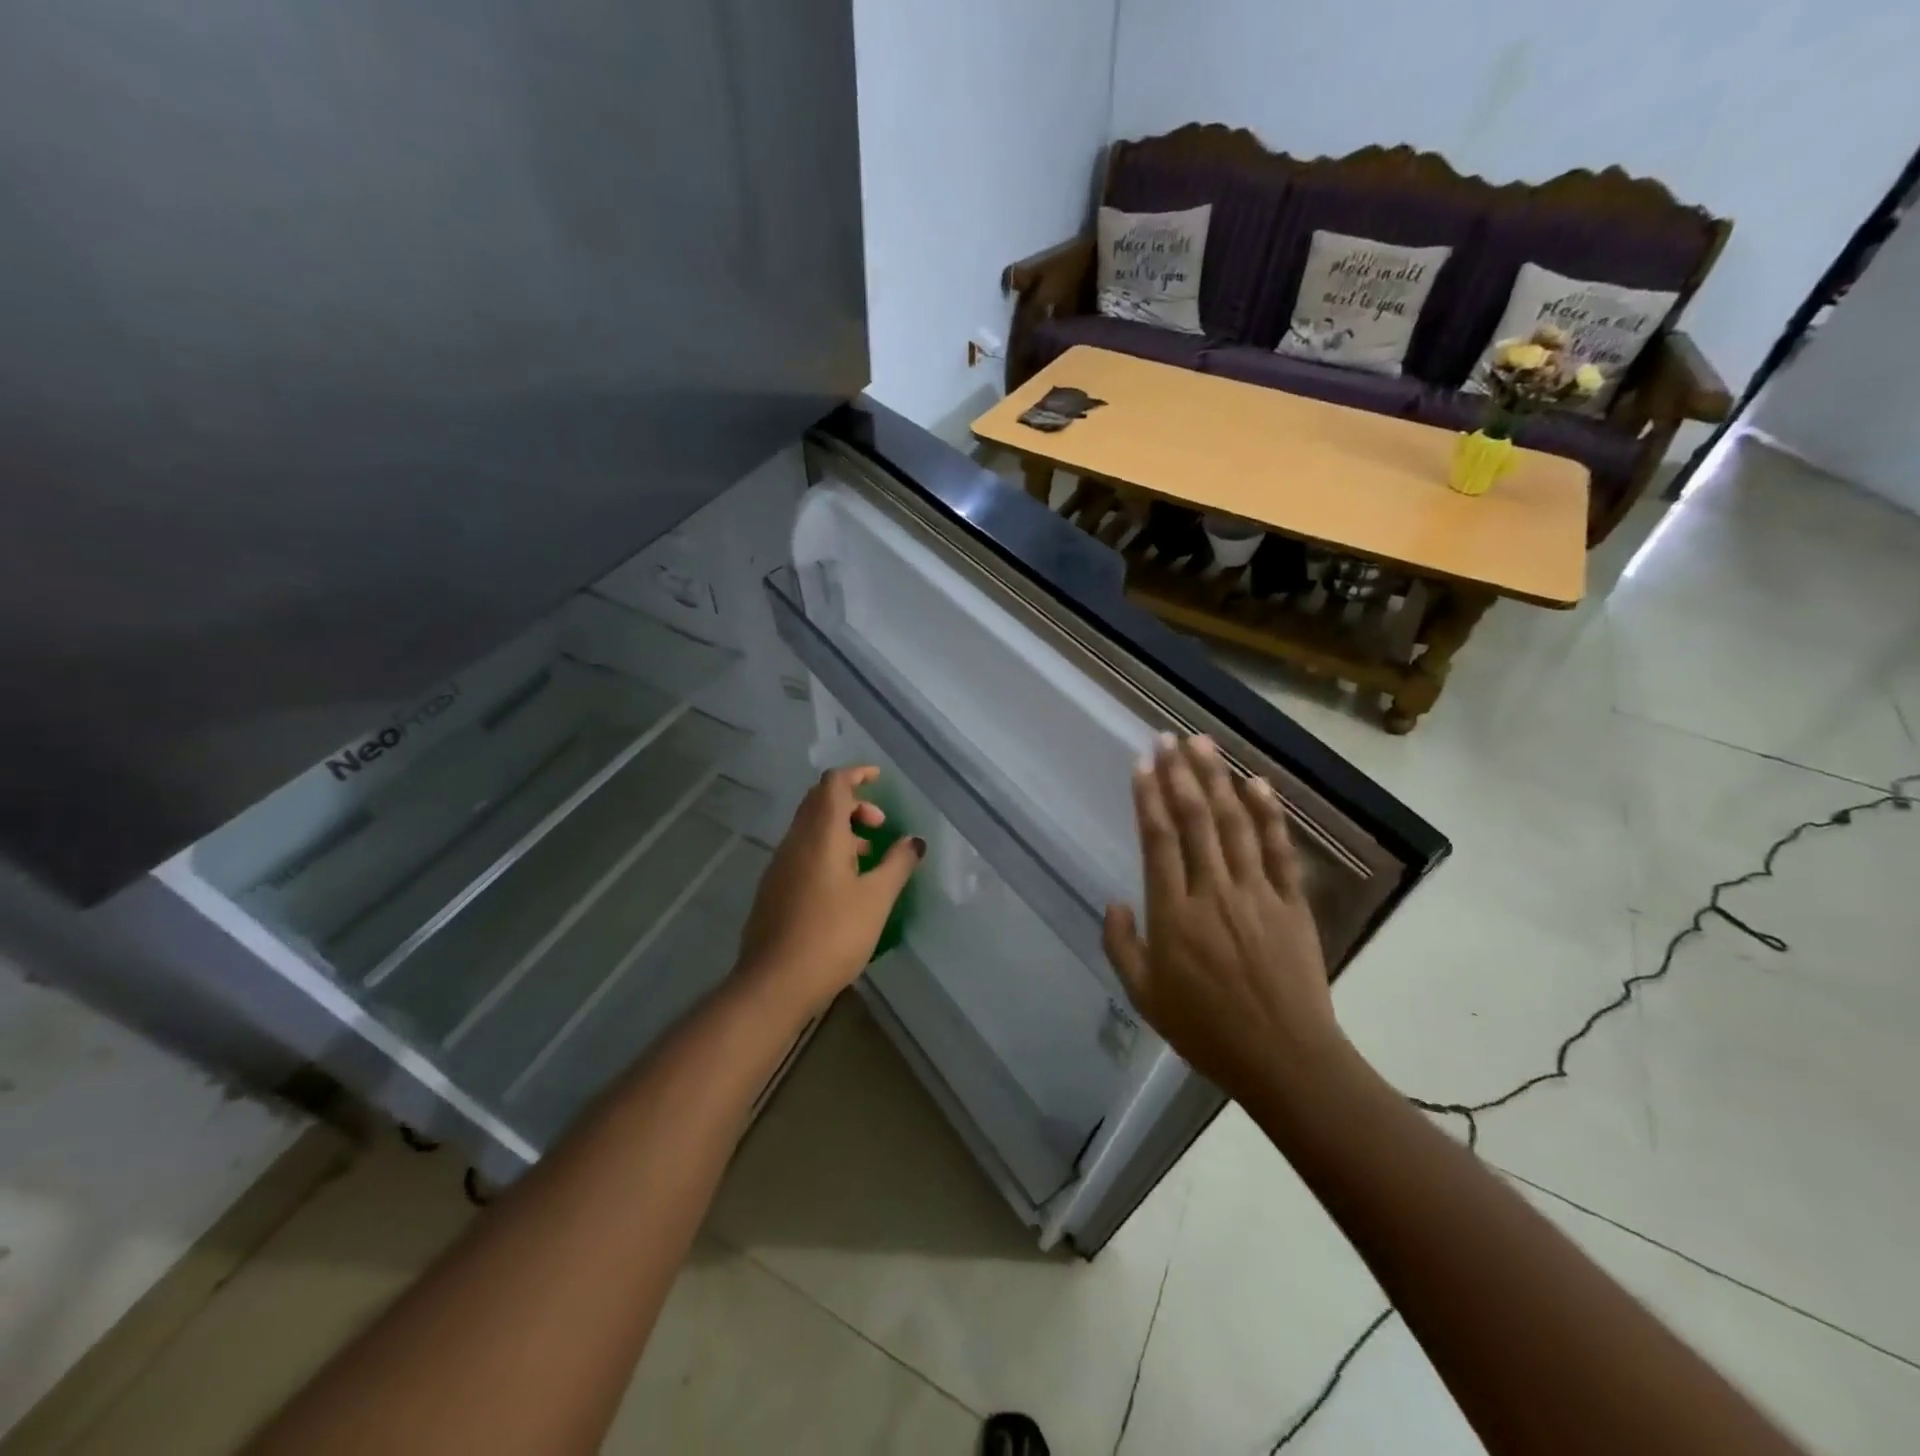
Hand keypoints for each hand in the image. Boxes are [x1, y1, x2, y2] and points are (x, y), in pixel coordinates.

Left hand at [735, 766, 923, 1020]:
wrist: (774, 983)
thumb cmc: (832, 935)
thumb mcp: (876, 899)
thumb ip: (897, 864)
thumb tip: (914, 841)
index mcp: (820, 835)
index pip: (834, 784)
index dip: (857, 774)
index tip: (880, 779)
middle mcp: (795, 841)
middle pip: (819, 802)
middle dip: (851, 803)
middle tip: (879, 825)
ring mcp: (780, 865)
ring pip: (810, 829)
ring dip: (840, 830)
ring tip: (868, 857)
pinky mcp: (773, 889)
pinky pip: (802, 852)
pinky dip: (825, 851)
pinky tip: (844, 884)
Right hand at [1102, 735, 1345, 1101]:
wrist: (1285, 1059)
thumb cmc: (1206, 1030)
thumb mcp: (1145, 997)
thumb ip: (1122, 946)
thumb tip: (1116, 901)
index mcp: (1174, 914)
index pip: (1158, 840)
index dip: (1148, 797)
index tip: (1142, 763)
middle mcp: (1213, 892)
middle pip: (1195, 820)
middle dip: (1179, 774)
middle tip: (1168, 738)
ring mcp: (1257, 893)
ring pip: (1234, 823)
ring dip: (1217, 779)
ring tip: (1203, 744)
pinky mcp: (1291, 902)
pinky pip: (1279, 849)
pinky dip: (1269, 813)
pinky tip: (1256, 782)